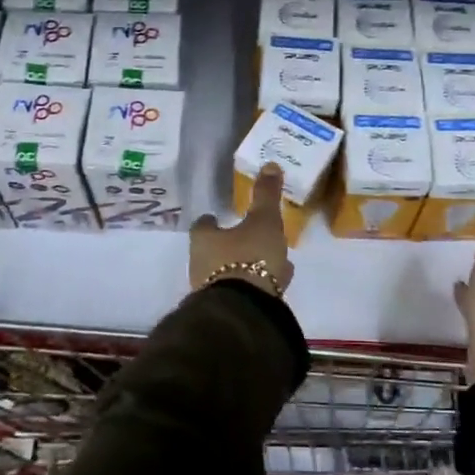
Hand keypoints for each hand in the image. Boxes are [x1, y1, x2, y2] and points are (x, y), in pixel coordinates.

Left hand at [189, 163, 294, 299]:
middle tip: (250, 237)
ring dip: (246, 265)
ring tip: (270, 261)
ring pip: (230, 271)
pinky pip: (242, 290)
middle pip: (214, 250)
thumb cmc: (249, 257)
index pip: (203, 226)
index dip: (212, 221)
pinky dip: (254, 283)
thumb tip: (269, 164)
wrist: (244, 310)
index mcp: (204, 239)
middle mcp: (200, 264)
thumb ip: (266, 195)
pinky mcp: (227, 309)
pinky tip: (274, 282)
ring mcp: (212, 290)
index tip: (220, 217)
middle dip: (232, 244)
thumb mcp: (263, 221)